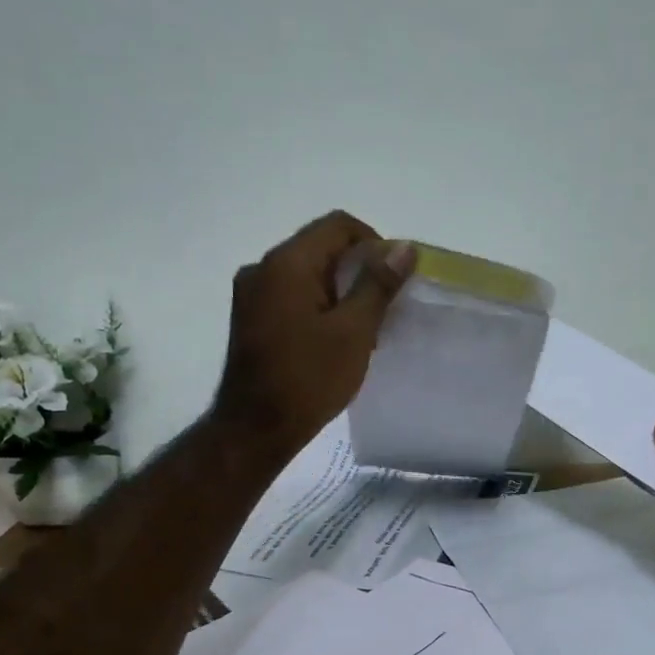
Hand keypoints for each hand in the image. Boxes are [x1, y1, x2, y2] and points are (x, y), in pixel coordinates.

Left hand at [212, 212, 414, 463]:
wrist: (256, 429)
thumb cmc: (309, 379)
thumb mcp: (354, 331)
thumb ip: (378, 284)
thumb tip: (404, 248)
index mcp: (287, 263)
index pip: (338, 225)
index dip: (374, 243)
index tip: (394, 279)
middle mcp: (262, 268)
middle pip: (320, 247)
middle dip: (357, 269)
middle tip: (384, 307)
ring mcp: (251, 294)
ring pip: (306, 273)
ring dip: (339, 290)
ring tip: (363, 327)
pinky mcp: (250, 318)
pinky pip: (291, 295)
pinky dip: (318, 305)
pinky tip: (335, 338)